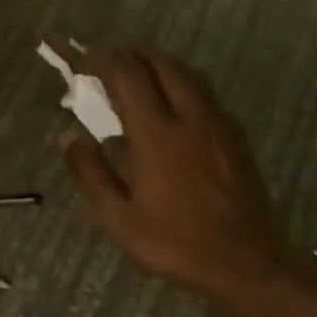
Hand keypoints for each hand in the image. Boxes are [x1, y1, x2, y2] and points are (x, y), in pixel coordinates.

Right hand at [62, 47, 298, 302]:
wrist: (247, 262)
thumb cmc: (176, 244)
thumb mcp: (119, 219)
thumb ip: (92, 174)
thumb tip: (68, 138)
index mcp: (157, 134)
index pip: (128, 74)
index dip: (102, 60)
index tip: (84, 63)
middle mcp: (191, 117)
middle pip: (162, 63)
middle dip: (132, 54)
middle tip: (109, 63)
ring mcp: (219, 124)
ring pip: (189, 75)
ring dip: (160, 65)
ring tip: (139, 76)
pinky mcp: (236, 137)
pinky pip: (206, 95)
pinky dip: (183, 86)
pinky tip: (174, 109)